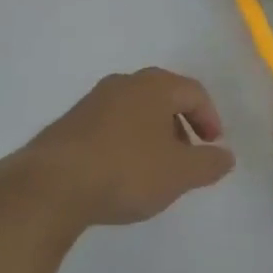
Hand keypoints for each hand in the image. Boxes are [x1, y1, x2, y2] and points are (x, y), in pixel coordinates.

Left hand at [0, 68, 235, 231]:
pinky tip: (118, 173)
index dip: (209, 117)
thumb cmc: (125, 171)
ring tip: (153, 168)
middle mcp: (124, 84)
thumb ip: (208, 164)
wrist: (46, 188)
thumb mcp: (179, 174)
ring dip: (150, 134)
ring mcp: (91, 103)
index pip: (194, 92)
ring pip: (133, 111)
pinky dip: (122, 143)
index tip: (213, 145)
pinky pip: (108, 127)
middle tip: (186, 154)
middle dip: (179, 124)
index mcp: (155, 86)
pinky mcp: (66, 126)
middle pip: (163, 97)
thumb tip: (226, 157)